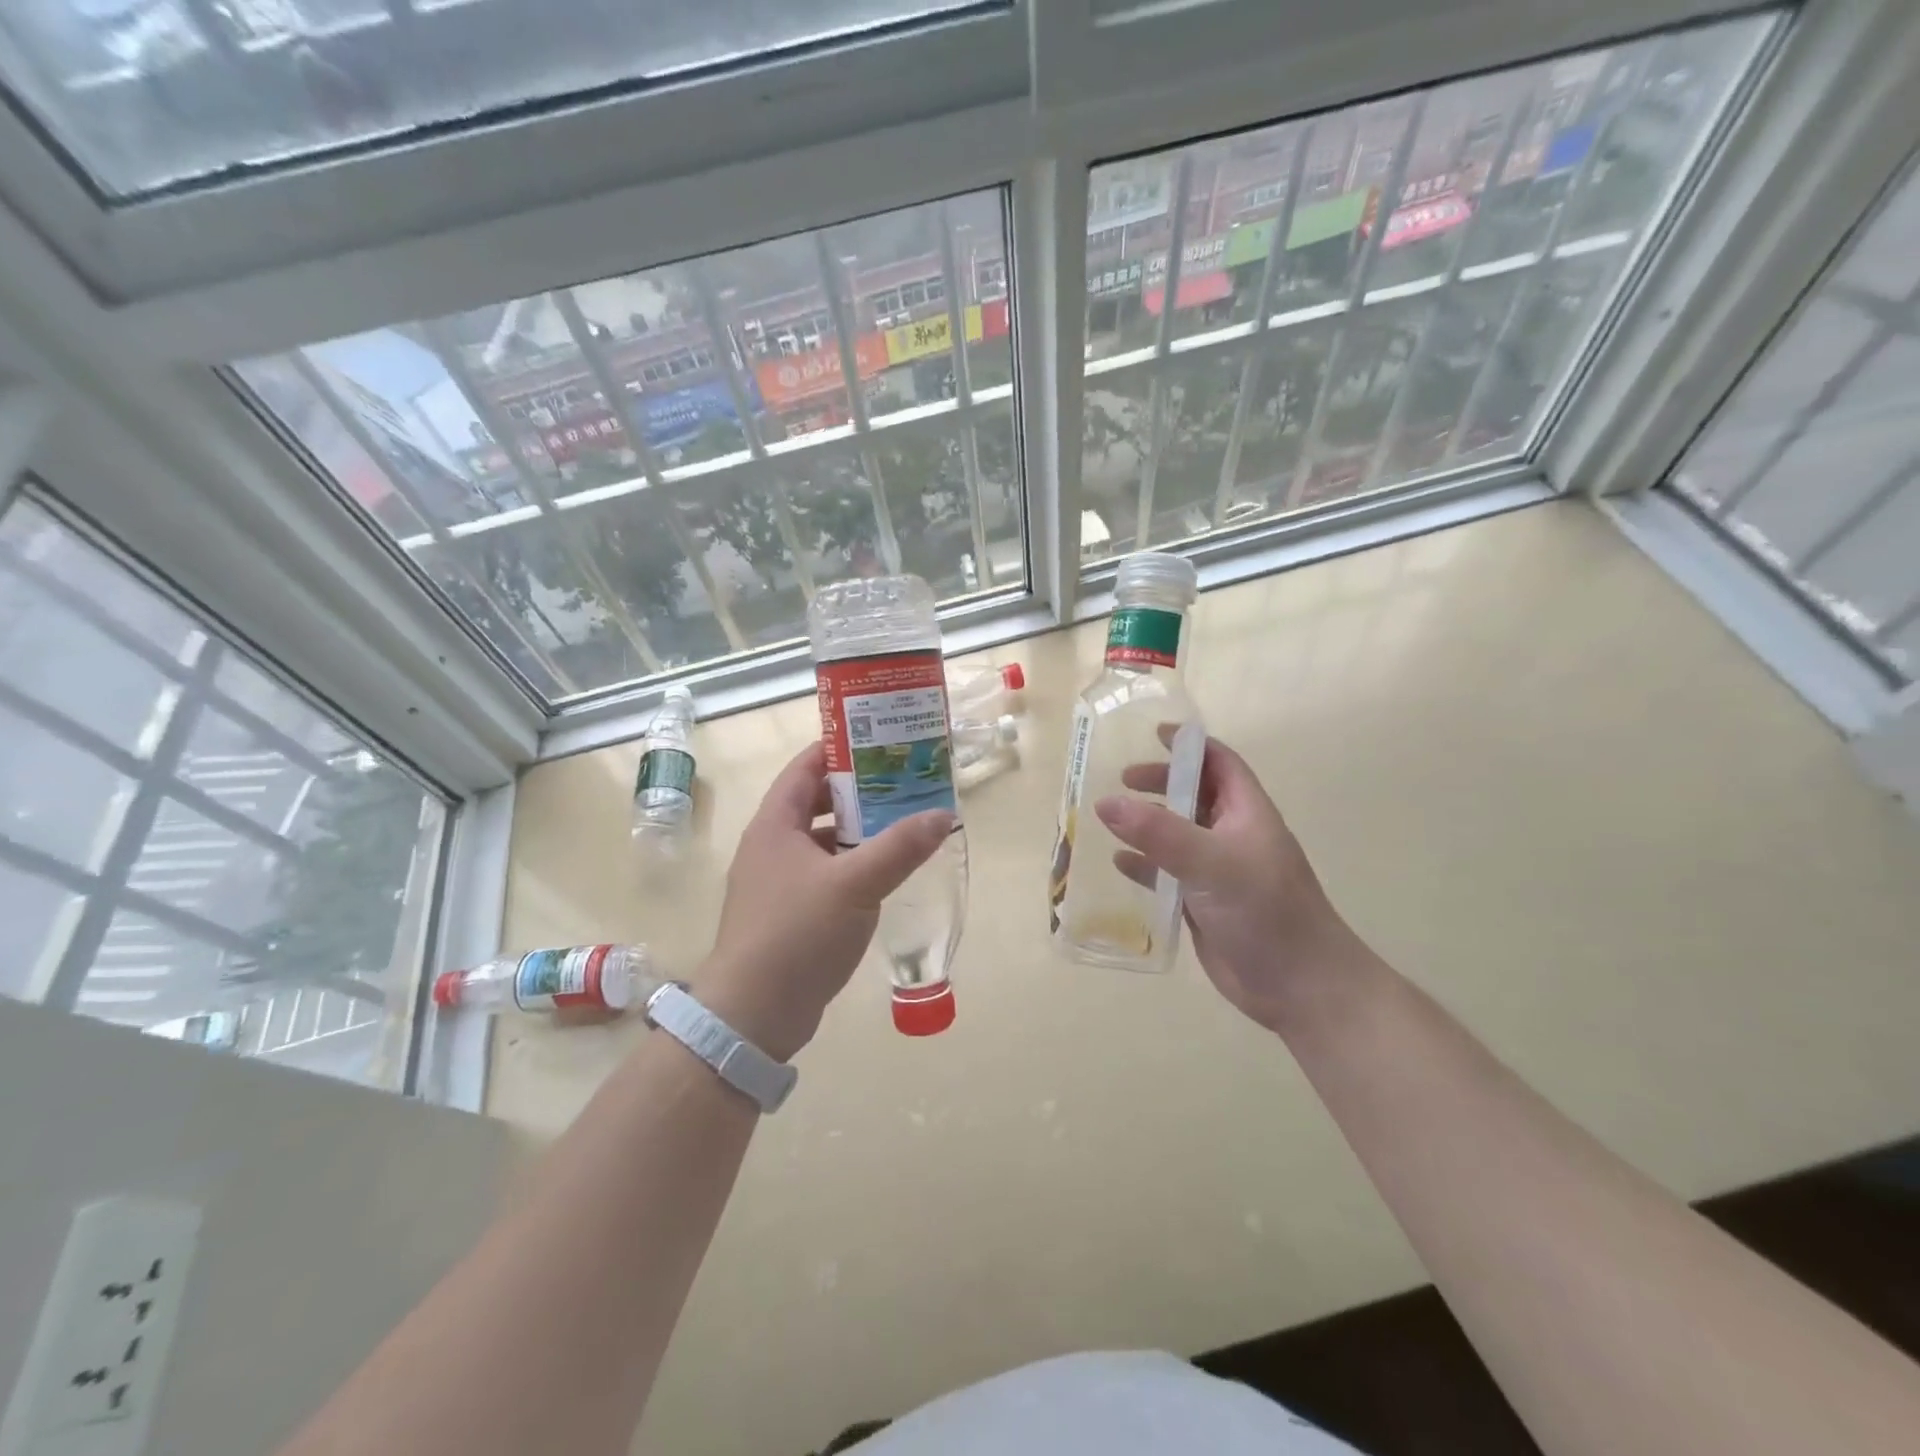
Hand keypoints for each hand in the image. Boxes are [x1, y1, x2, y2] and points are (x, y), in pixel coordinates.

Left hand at [696, 742, 952, 1061]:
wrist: (753, 1014)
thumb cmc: (798, 934)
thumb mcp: (856, 885)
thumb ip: (900, 847)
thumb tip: (943, 814)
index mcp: (775, 825)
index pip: (805, 768)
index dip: (839, 749)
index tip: (880, 738)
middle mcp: (771, 846)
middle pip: (816, 802)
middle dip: (858, 790)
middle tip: (903, 781)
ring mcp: (776, 882)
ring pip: (822, 840)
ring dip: (857, 830)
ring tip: (902, 823)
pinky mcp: (787, 913)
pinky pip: (824, 873)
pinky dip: (851, 865)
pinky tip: (882, 874)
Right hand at [1094, 734, 1373, 1032]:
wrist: (1300, 987)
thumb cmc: (1265, 912)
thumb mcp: (1211, 863)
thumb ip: (1158, 832)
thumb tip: (1105, 802)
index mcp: (1246, 813)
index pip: (1220, 763)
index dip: (1190, 745)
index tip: (1153, 735)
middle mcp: (1232, 836)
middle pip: (1194, 795)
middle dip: (1160, 784)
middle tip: (1121, 783)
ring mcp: (1218, 872)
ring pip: (1177, 835)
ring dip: (1146, 824)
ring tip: (1109, 819)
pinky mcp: (1204, 904)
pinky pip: (1168, 874)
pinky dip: (1144, 866)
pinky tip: (1119, 864)